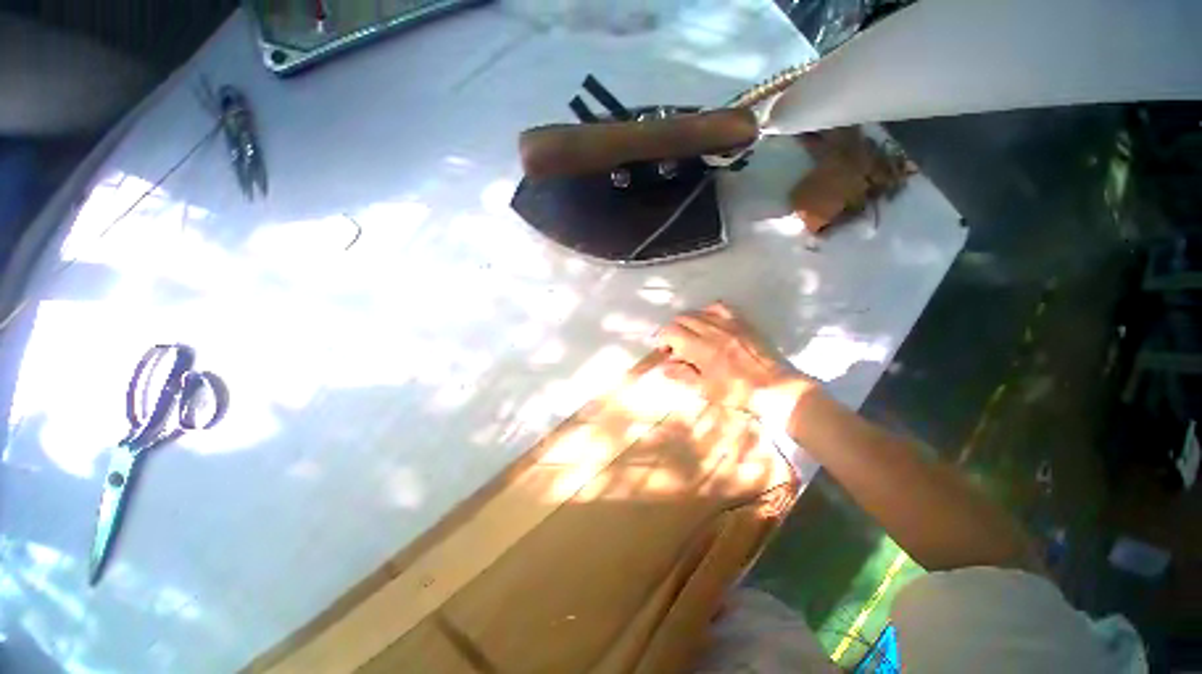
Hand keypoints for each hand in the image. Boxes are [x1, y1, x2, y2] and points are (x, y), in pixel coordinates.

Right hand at [655, 303, 813, 419]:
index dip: (663, 339)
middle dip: (673, 331)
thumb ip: (683, 374)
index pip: (671, 331)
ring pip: (698, 311)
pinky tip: (709, 323)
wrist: (776, 388)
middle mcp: (712, 331)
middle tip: (677, 347)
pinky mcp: (742, 323)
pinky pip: (720, 307)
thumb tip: (665, 366)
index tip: (666, 352)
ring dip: (688, 322)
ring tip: (691, 336)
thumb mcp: (706, 390)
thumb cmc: (738, 393)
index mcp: (702, 349)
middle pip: (682, 318)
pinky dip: (708, 312)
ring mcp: (729, 324)